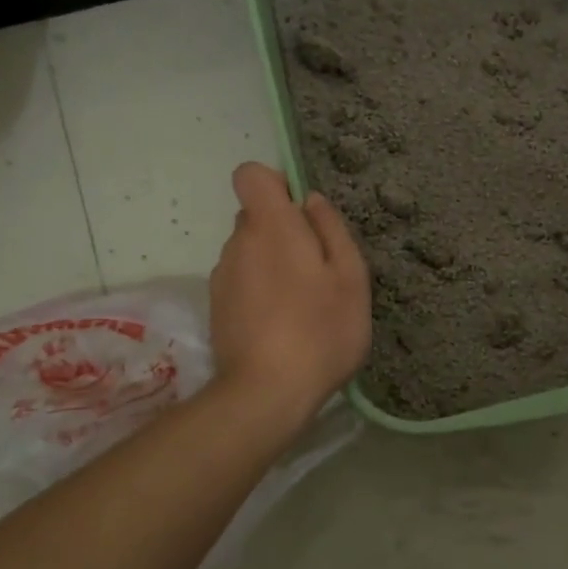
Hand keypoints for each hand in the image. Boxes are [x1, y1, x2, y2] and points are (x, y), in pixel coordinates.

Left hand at [210, 162, 371, 427]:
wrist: (267, 393)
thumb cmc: (320, 328)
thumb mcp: (350, 276)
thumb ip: (331, 229)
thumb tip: (310, 201)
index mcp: (270, 226)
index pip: (251, 175)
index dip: (276, 184)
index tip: (302, 213)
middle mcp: (237, 243)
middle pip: (256, 217)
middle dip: (284, 231)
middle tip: (318, 269)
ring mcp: (222, 278)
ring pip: (250, 252)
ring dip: (274, 264)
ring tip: (304, 303)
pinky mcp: (217, 309)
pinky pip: (242, 281)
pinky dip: (261, 291)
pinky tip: (283, 324)